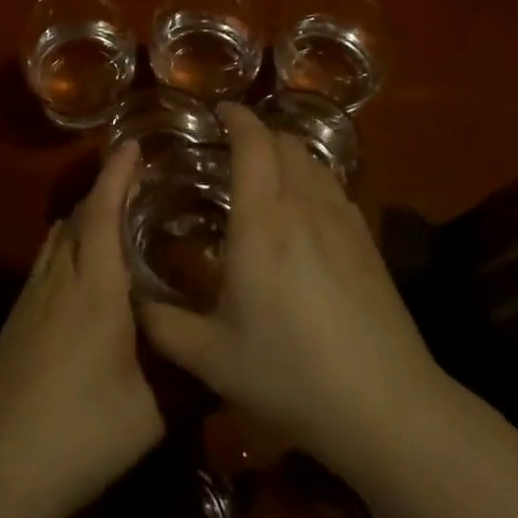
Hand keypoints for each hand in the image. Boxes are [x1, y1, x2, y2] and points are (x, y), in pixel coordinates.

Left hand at [0, 145, 162, 517]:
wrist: (6, 471)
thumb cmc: (88, 433)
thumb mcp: (154, 410)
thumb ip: (185, 372)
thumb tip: (214, 349)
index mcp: (96, 290)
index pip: (103, 214)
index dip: (117, 175)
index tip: (131, 145)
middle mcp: (60, 281)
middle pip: (79, 218)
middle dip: (104, 190)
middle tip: (134, 179)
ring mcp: (31, 299)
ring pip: (57, 239)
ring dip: (83, 217)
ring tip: (112, 217)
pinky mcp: (15, 320)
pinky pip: (44, 263)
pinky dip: (66, 246)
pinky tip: (81, 271)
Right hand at [138, 105, 440, 477]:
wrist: (385, 406)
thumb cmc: (291, 376)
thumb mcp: (214, 358)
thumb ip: (164, 326)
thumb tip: (132, 301)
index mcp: (262, 223)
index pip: (253, 143)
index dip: (236, 118)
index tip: (218, 111)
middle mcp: (303, 207)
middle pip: (285, 142)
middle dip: (258, 133)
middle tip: (233, 146)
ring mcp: (342, 220)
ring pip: (314, 161)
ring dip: (286, 152)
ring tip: (266, 171)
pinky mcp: (367, 240)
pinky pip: (334, 186)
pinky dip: (312, 177)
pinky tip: (303, 209)